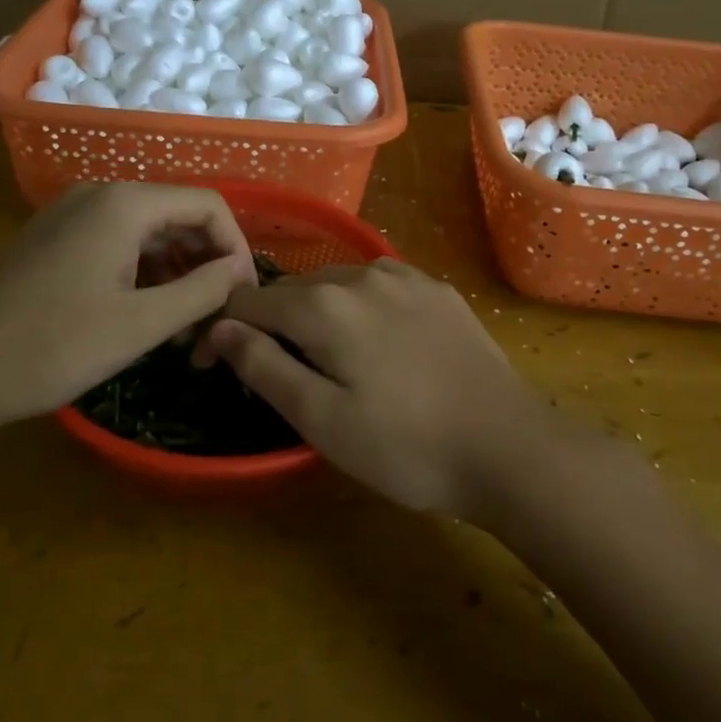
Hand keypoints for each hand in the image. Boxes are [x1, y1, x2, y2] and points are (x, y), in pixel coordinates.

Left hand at [0, 183, 254, 435]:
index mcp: (125, 203)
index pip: (207, 205)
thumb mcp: (141, 324)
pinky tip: (148, 312)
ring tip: (186, 324)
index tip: (242, 295)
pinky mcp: (56, 236)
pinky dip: (144, 270)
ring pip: (149, 230)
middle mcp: (101, 194)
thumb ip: (201, 290)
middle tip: (216, 316)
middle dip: (206, 261)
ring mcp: (73, 212)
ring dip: (177, 270)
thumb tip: (240, 270)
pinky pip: (118, 241)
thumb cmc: (54, 346)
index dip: (235, 247)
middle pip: (178, 213)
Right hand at [203, 260, 549, 515]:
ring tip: (323, 356)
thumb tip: (221, 329)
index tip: (212, 365)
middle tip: (270, 369)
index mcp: (324, 307)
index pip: (250, 301)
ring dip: (315, 311)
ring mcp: (404, 276)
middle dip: (270, 322)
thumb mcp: (322, 420)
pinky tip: (375, 340)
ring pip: (336, 282)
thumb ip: (264, 367)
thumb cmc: (405, 446)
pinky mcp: (436, 288)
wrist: (508, 445)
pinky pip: (377, 285)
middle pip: (293, 289)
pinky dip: (358, 305)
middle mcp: (360, 276)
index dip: (224, 330)